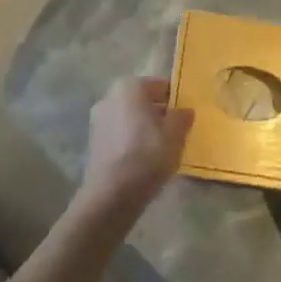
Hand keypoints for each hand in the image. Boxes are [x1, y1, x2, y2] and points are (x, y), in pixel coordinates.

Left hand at [79, 77, 193, 214]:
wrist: (111, 195)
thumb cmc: (147, 155)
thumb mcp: (176, 135)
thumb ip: (182, 117)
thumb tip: (184, 111)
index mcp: (130, 86)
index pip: (162, 86)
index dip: (177, 101)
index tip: (187, 118)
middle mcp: (110, 96)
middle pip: (144, 101)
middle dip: (160, 114)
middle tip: (177, 134)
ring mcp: (99, 118)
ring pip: (132, 118)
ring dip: (146, 129)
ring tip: (162, 150)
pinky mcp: (94, 141)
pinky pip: (121, 134)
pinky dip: (132, 141)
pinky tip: (144, 160)